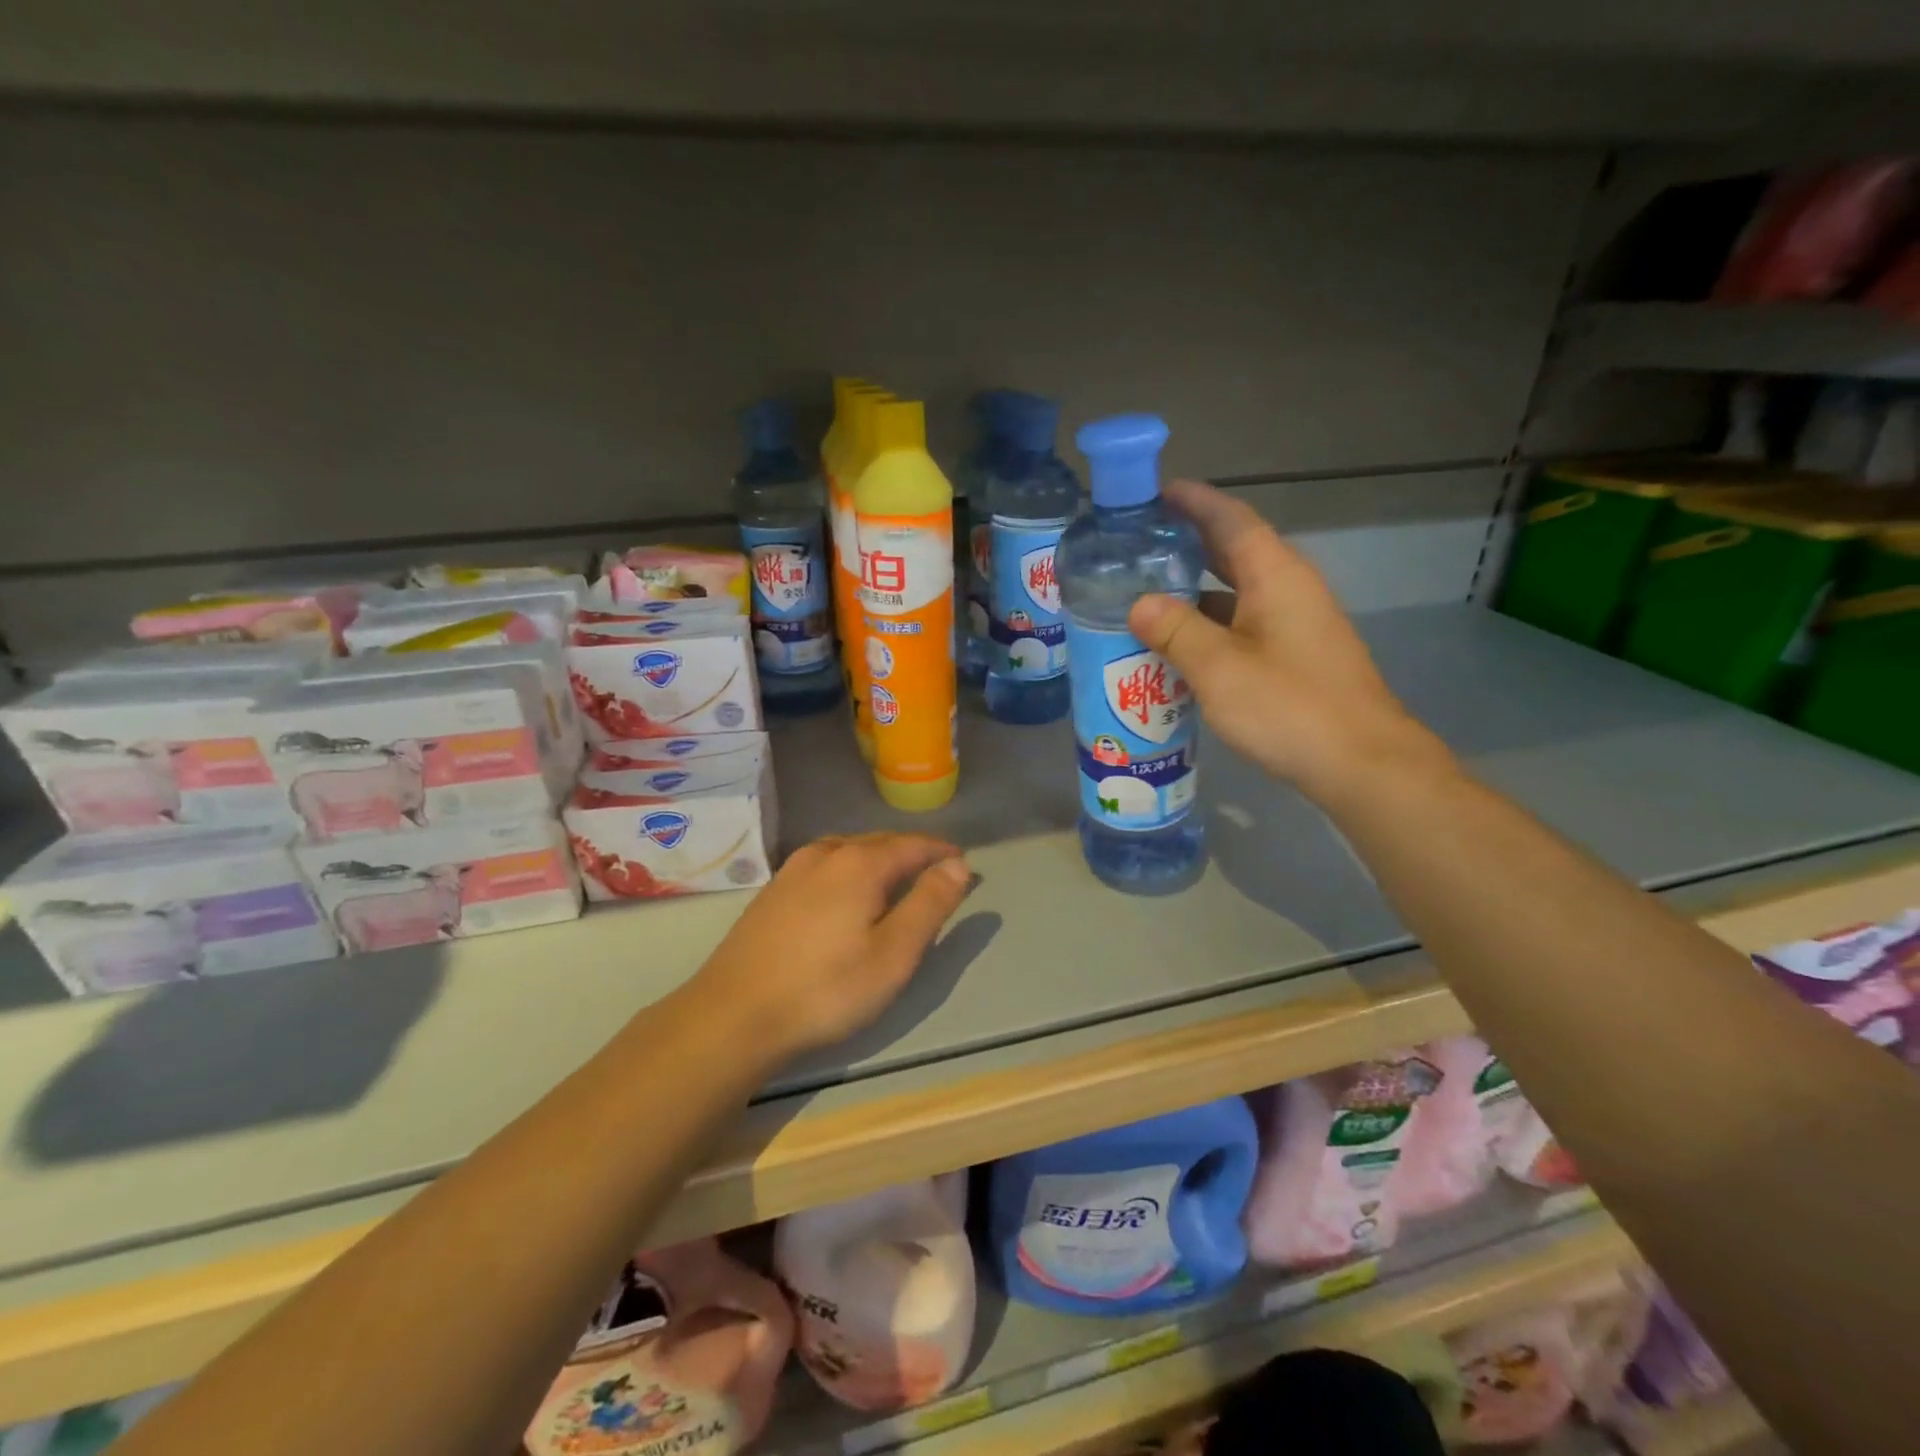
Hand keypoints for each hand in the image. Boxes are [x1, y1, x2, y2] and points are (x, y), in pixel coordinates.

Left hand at [687, 833, 971, 1059]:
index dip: (941, 852)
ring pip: (848, 851)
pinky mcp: (772, 891)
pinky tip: (845, 896)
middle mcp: (826, 853)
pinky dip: (849, 871)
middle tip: (935, 874)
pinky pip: (824, 866)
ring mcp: (793, 870)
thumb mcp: (894, 954)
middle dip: (912, 854)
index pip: (913, 844)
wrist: (733, 1015)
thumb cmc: (826, 988)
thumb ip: (929, 904)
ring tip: (895, 882)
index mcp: (860, 862)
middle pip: (880, 843)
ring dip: (878, 860)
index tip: (963, 864)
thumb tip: (958, 864)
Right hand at [1128, 479, 1453, 804]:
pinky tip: (1177, 644)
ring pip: (1236, 591)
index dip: (1194, 501)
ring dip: (1194, 588)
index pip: (1232, 519)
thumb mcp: (1219, 668)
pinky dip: (1208, 624)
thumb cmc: (1289, 706)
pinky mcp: (1294, 655)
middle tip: (1136, 546)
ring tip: (1144, 593)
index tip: (1155, 493)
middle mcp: (1289, 589)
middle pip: (1234, 551)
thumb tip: (1138, 603)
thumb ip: (1176, 630)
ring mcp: (1295, 623)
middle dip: (1187, 543)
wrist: (1360, 763)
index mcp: (1275, 576)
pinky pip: (1243, 623)